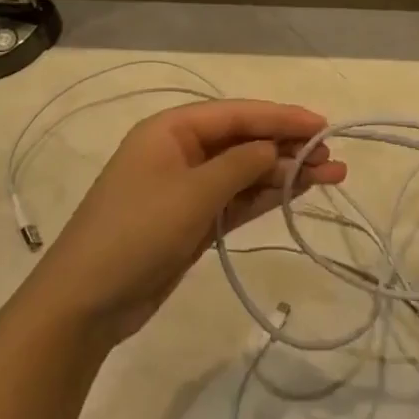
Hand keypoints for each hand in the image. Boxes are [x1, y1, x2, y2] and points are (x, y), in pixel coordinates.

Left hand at [30, 100, 347, 344]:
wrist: (86, 303)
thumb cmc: (136, 233)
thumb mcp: (193, 193)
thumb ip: (241, 165)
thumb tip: (276, 147)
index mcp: (171, 129)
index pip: (237, 114)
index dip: (281, 117)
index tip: (322, 123)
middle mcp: (181, 151)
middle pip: (244, 140)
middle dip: (288, 145)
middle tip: (332, 155)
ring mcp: (187, 188)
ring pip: (246, 171)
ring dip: (285, 172)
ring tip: (332, 175)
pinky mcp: (193, 221)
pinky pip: (237, 199)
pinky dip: (266, 196)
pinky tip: (298, 192)